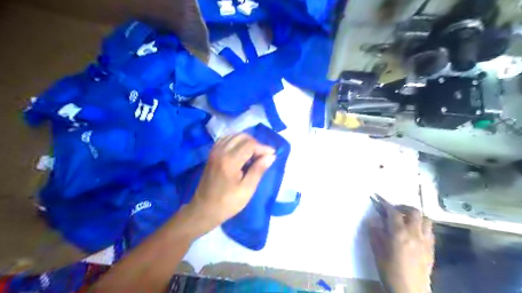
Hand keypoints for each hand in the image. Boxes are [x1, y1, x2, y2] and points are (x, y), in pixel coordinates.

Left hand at [189, 134, 276, 229]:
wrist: (204, 209)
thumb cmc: (228, 202)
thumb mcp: (247, 189)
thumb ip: (259, 170)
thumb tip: (271, 156)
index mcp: (230, 161)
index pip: (250, 144)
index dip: (263, 147)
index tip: (272, 155)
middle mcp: (221, 151)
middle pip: (242, 137)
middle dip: (255, 143)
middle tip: (262, 156)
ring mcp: (214, 151)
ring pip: (233, 136)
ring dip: (246, 142)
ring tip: (253, 154)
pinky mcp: (211, 154)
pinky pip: (225, 140)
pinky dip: (235, 142)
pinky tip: (241, 152)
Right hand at [366, 197, 437, 292]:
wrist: (409, 290)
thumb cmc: (390, 271)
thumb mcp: (377, 251)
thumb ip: (375, 233)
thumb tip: (373, 220)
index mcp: (399, 234)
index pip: (393, 212)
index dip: (385, 204)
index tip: (378, 199)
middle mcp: (414, 234)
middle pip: (414, 212)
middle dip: (403, 207)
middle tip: (394, 210)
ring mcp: (425, 241)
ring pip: (426, 219)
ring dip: (416, 216)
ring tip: (406, 220)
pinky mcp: (432, 249)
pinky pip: (430, 231)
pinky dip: (422, 226)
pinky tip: (415, 232)